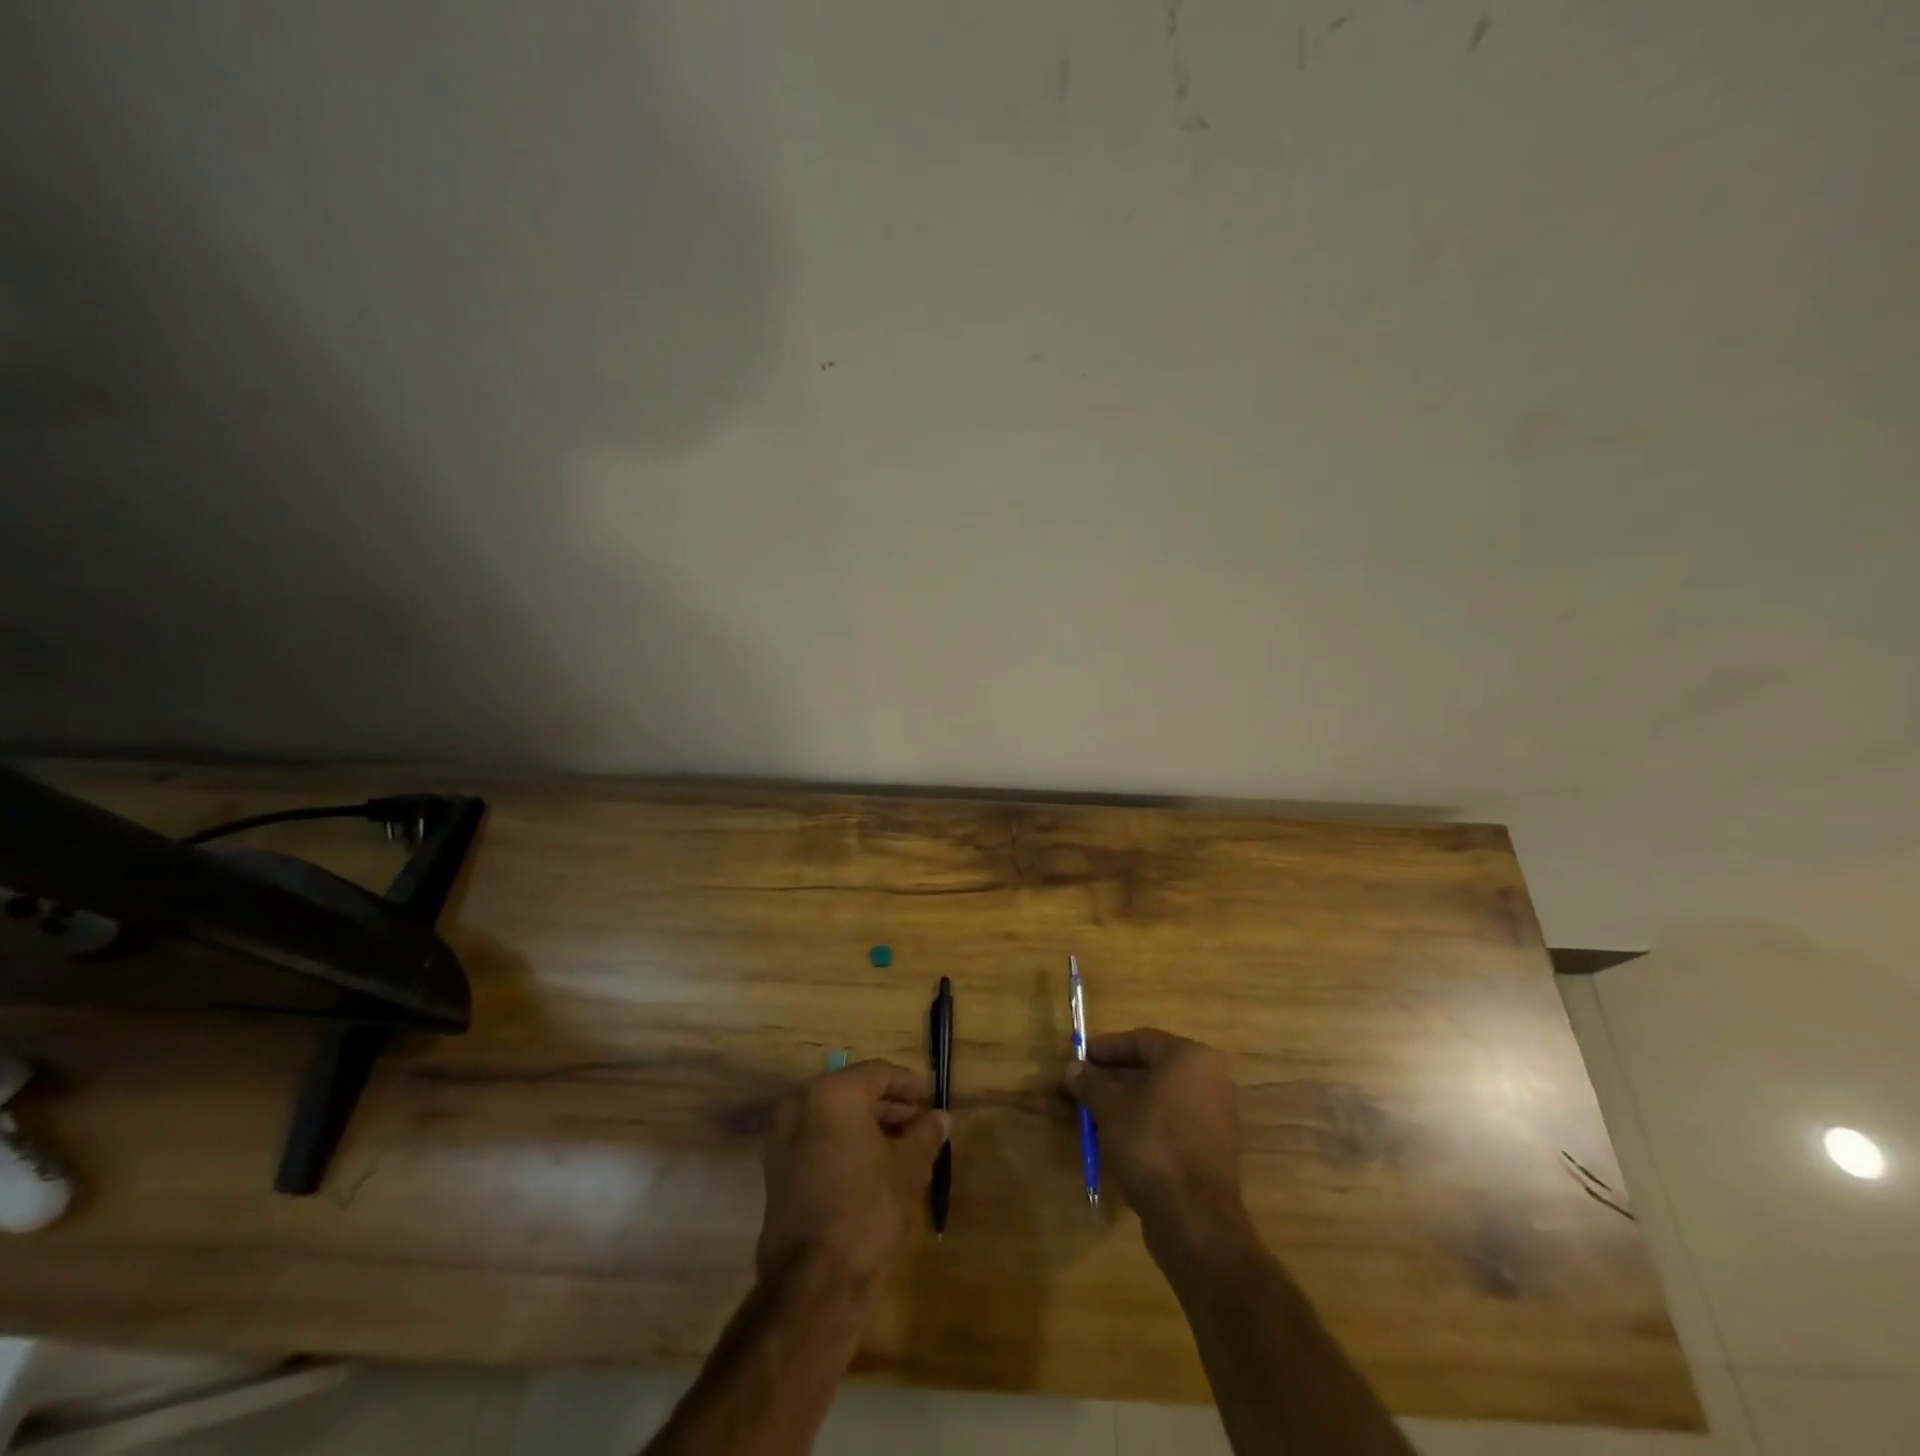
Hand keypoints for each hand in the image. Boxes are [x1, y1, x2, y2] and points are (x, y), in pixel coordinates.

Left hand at [758, 1060, 949, 1290]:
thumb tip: (940, 1117)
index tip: (931, 1101)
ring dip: (867, 1127)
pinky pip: (818, 1141)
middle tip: (920, 1126)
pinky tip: (873, 1168)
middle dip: (888, 1108)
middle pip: (853, 1093)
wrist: (814, 1285)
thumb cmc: (868, 1212)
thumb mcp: (909, 1169)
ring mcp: (783, 1139)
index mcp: (832, 1094)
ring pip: (834, 1118)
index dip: (908, 1085)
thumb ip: (925, 1134)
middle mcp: (801, 1105)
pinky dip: (844, 1145)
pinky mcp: (777, 1171)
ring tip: (903, 1149)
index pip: (878, 1074)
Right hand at [1065, 1029, 1248, 1255]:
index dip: (1105, 1048)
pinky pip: (1169, 1124)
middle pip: (1150, 1070)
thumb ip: (1090, 1082)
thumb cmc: (1151, 1145)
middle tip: (1081, 1085)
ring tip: (1090, 1113)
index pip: (1140, 1040)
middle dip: (1111, 1078)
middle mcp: (1210, 1080)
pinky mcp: (1211, 1149)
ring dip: (1123, 1103)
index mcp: (1190, 1058)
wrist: (1194, 1220)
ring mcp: (1214, 1117)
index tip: (1079, 1057)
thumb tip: (1072, 1067)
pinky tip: (1114, 1138)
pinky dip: (1142, 1124)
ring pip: (1158, 1099)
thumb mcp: (1111, 1108)